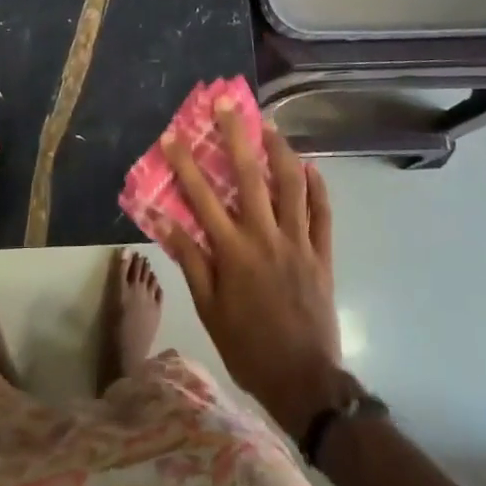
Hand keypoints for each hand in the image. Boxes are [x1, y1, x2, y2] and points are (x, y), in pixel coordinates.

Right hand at [162, 103, 348, 438]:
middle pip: (250, 176)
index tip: (172, 134)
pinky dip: (317, 186)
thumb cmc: (247, 346)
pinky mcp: (322, 253)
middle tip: (228, 104)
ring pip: (292, 184)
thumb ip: (189, 259)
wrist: (304, 381)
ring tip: (268, 125)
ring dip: (280, 150)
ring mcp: (299, 242)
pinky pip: (323, 212)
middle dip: (236, 135)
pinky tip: (310, 166)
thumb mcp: (208, 308)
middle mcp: (266, 236)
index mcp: (233, 251)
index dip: (185, 163)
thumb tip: (163, 219)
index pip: (202, 197)